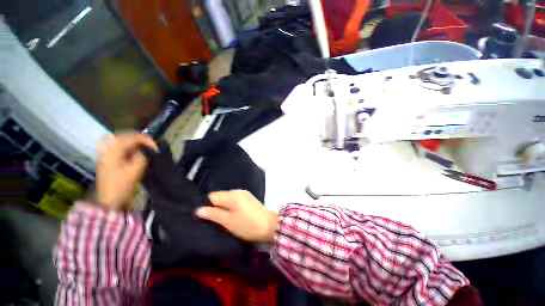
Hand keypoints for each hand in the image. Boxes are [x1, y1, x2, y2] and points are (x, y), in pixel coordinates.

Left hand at [96, 132, 157, 209]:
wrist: (109, 200)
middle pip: (125, 136)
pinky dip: (131, 146)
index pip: (131, 137)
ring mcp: (107, 153)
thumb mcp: (134, 171)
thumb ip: (142, 156)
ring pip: (123, 140)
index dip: (146, 140)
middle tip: (152, 145)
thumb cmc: (122, 186)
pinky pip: (120, 147)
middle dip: (140, 138)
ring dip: (135, 141)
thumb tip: (148, 148)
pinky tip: (138, 151)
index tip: (157, 147)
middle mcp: (107, 149)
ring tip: (147, 147)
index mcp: (112, 151)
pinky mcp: (109, 158)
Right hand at [195, 190, 277, 242]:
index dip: (207, 206)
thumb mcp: (228, 222)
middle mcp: (237, 191)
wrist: (269, 225)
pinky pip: (235, 200)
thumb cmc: (247, 225)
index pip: (212, 196)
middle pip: (220, 196)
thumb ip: (213, 214)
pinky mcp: (249, 198)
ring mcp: (244, 194)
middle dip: (216, 207)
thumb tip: (198, 210)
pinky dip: (232, 207)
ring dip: (224, 207)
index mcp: (231, 195)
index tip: (208, 217)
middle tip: (217, 221)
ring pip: (228, 199)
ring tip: (226, 219)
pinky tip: (235, 215)